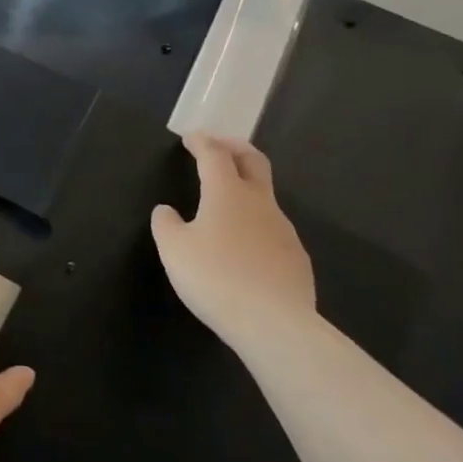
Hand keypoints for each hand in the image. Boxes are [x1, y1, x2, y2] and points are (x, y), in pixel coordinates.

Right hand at [151, 134, 316, 345]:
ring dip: (246, 188)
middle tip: (218, 146)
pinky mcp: (296, 257)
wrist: (274, 324)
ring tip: (226, 203)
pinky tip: (245, 246)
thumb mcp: (174, 250)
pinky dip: (256, 223)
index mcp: (227, 192)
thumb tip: (166, 211)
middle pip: (252, 160)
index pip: (214, 154)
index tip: (190, 137)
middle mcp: (259, 202)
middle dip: (234, 147)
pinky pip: (273, 229)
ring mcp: (283, 229)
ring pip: (265, 196)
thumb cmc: (215, 278)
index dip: (201, 142)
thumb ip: (166, 225)